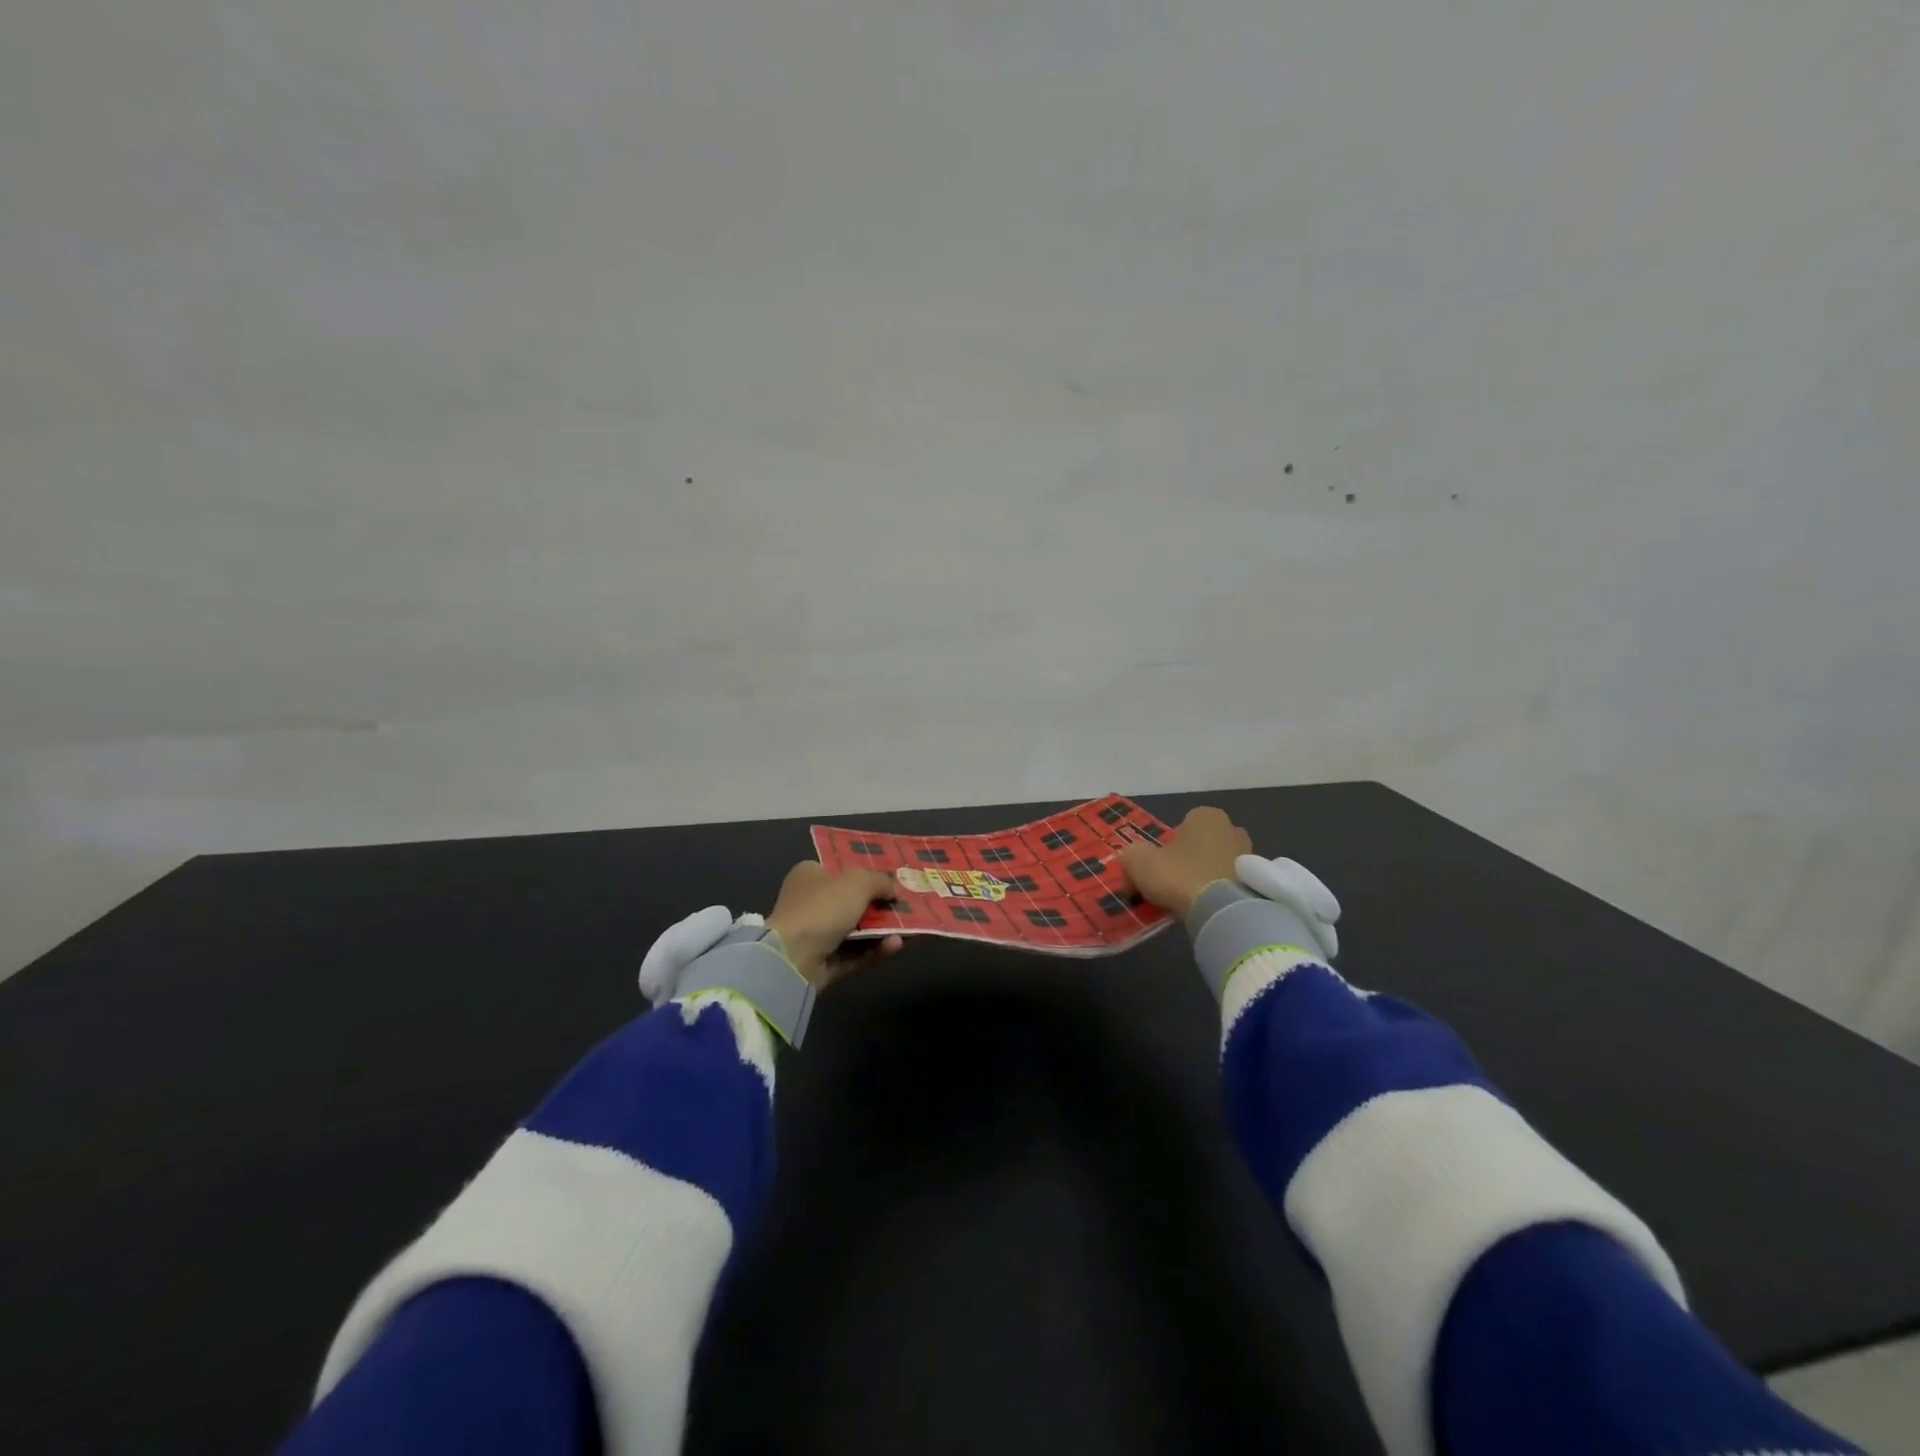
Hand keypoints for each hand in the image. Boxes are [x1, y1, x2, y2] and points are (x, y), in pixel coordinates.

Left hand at [765, 860, 903, 988]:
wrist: (792, 959)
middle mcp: (810, 902)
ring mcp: (816, 935)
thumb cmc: (823, 907)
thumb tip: (895, 889)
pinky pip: (856, 954)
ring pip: (858, 930)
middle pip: (852, 901)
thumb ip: (880, 881)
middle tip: (908, 905)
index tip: (893, 879)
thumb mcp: (857, 882)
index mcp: (810, 875)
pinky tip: (896, 945)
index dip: (866, 872)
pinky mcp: (823, 963)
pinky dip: (876, 949)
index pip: (840, 869)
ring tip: (911, 928)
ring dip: (883, 929)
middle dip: (880, 904)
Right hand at [1119, 806, 1252, 918]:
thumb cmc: (1179, 875)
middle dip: (1186, 861)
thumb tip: (1133, 862)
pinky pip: (1230, 883)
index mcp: (1205, 815)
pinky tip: (1206, 909)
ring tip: (1188, 901)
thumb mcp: (1138, 861)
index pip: (1179, 828)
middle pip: (1199, 845)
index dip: (1164, 849)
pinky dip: (1219, 893)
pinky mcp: (1258, 881)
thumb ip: (1131, 855)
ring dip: (1203, 877)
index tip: (1156, 870)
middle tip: (1171, 885)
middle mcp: (1231, 828)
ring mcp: (1250, 855)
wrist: (1222, 911)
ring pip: (1215, 864)